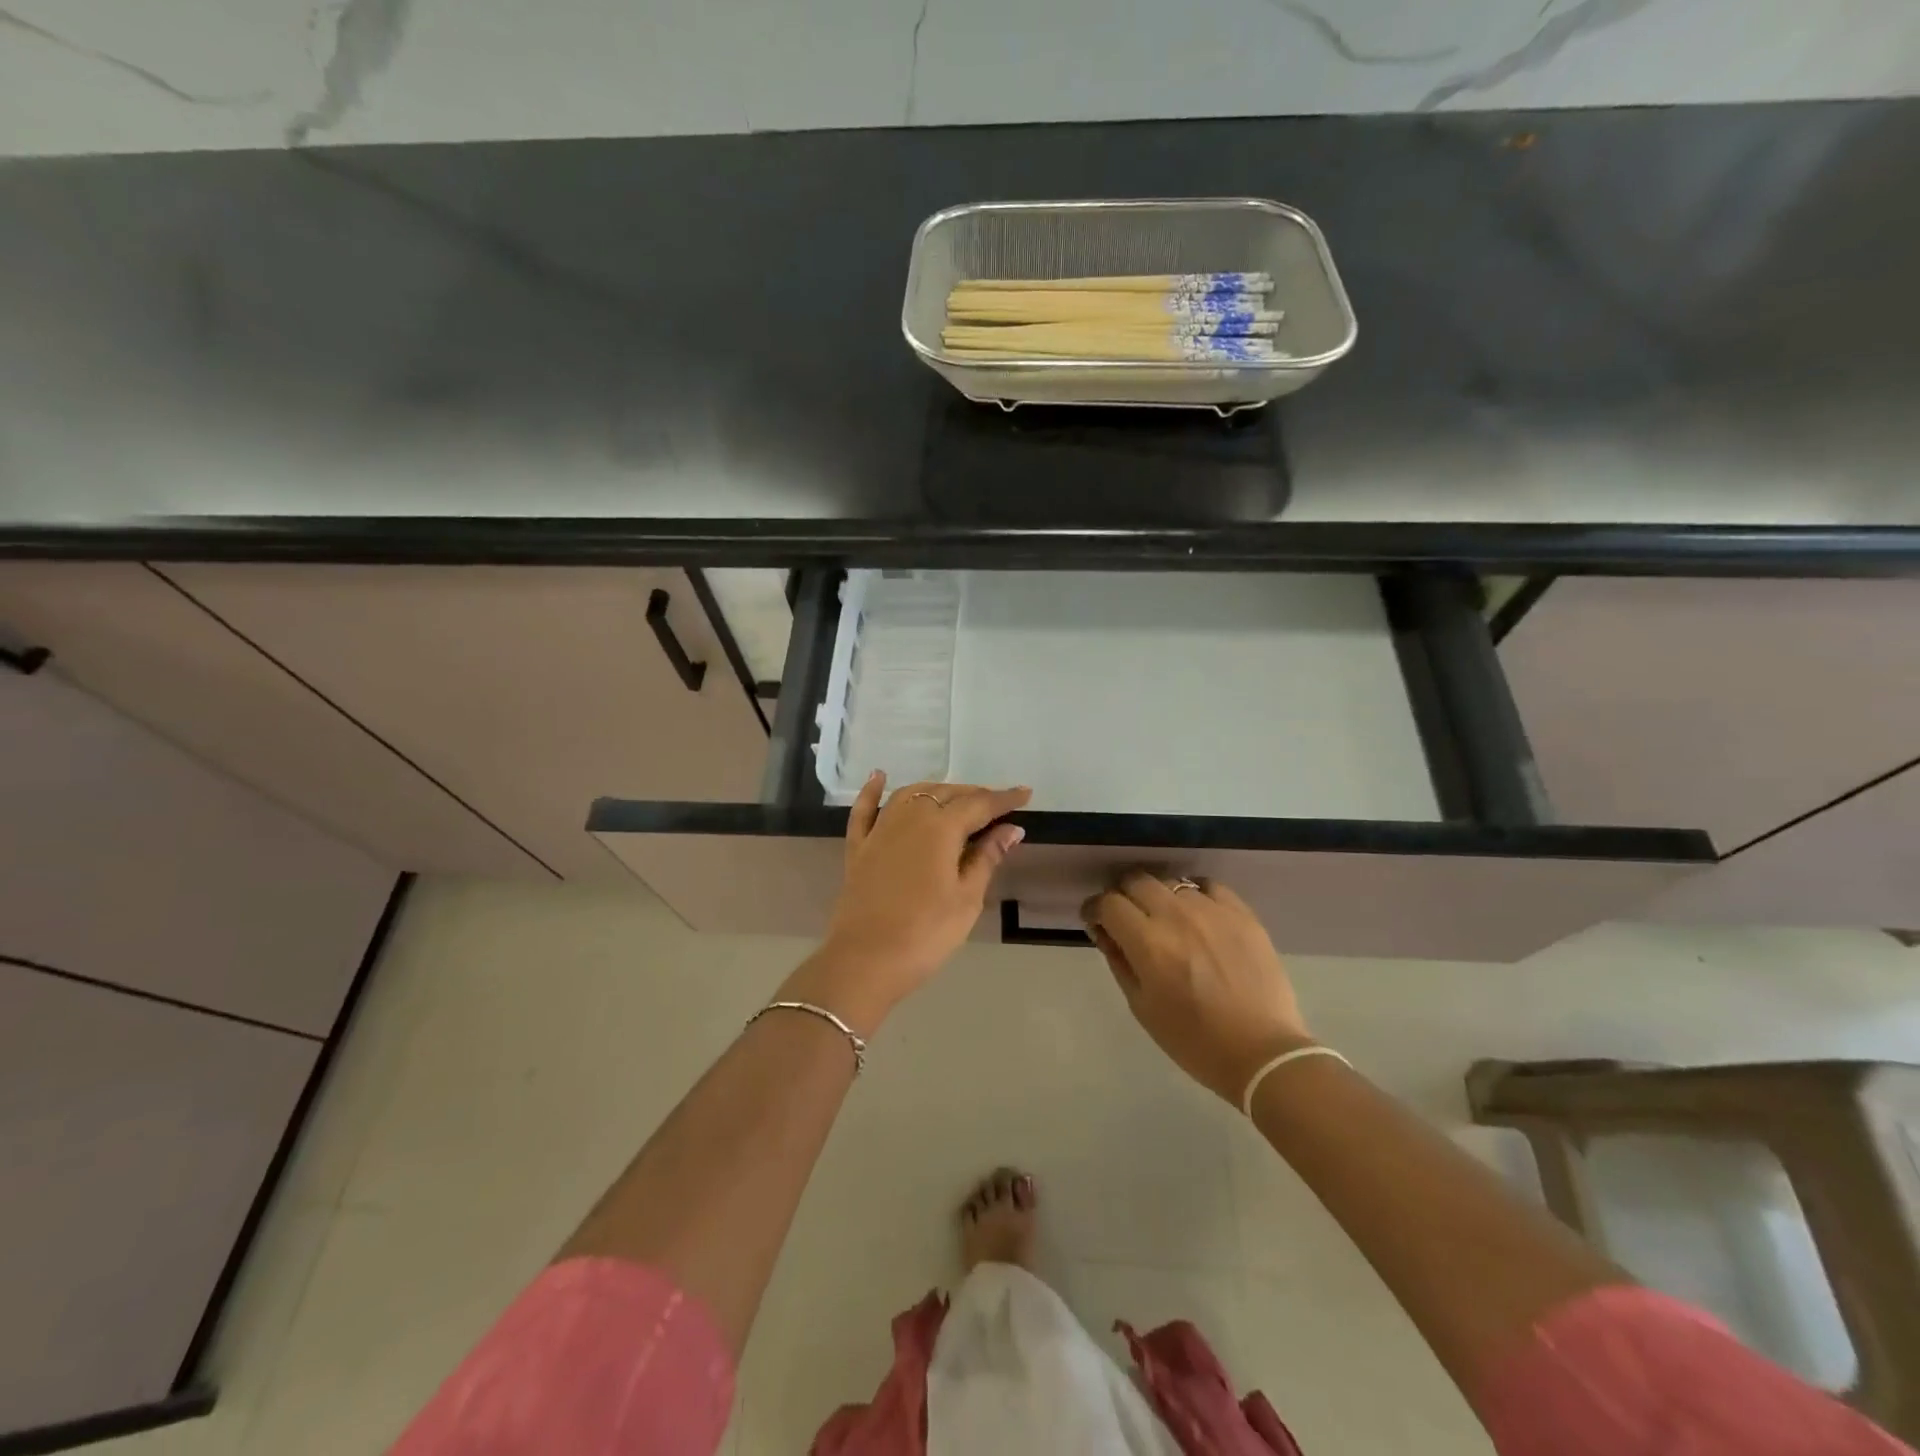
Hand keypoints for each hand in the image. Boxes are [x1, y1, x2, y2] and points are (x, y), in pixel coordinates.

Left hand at [783, 773, 1030, 1033]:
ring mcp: (879, 831)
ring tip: (956, 798)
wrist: (865, 961)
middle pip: (945, 794)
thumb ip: (987, 858)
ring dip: (936, 791)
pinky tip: (879, 776)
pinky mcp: (858, 848)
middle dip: (973, 796)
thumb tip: (1011, 829)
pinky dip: (872, 791)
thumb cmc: (926, 933)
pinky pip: (864, 810)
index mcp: (940, 828)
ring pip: (910, 795)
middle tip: (996, 806)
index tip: (1025, 794)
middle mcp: (909, 818)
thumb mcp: (967, 898)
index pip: (979, 805)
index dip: (1004, 799)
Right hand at [1083, 873, 1312, 1104]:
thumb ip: (1119, 961)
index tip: (1096, 921)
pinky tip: (1197, 914)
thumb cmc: (1194, 1040)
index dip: (1095, 909)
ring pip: (1171, 882)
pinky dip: (1194, 894)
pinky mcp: (1242, 913)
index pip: (1108, 903)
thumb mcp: (1142, 1007)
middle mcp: (1177, 917)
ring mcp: (1213, 911)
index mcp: (1148, 943)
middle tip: (1127, 918)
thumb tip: (1104, 931)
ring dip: (1159, 896)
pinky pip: (1208, 886)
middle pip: (1136, 881)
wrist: (1263, 1053)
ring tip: (1165, 919)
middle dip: (1123, 896)